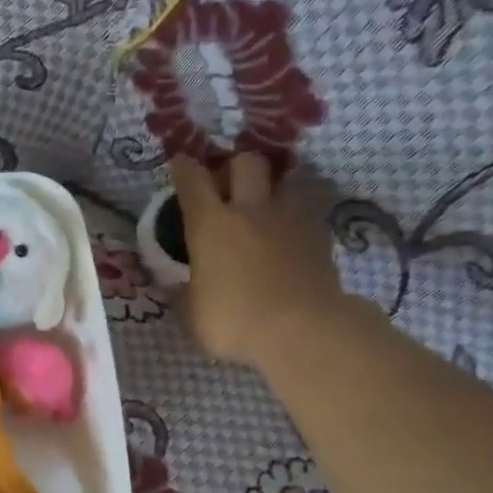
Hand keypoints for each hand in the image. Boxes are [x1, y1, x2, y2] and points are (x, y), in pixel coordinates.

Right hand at [169, 152, 347, 366]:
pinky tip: (289, 232)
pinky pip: (307, 208)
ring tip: (265, 205)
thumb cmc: (235, 322)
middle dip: (235, 167)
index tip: (180, 163)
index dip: (184, 168)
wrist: (303, 330)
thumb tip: (173, 286)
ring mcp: (290, 218)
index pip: (193, 181)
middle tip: (228, 186)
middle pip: (246, 162)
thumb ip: (183, 295)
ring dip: (272, 186)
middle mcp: (250, 210)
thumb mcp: (193, 315)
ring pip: (285, 178)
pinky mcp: (320, 233)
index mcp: (210, 225)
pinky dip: (295, 213)